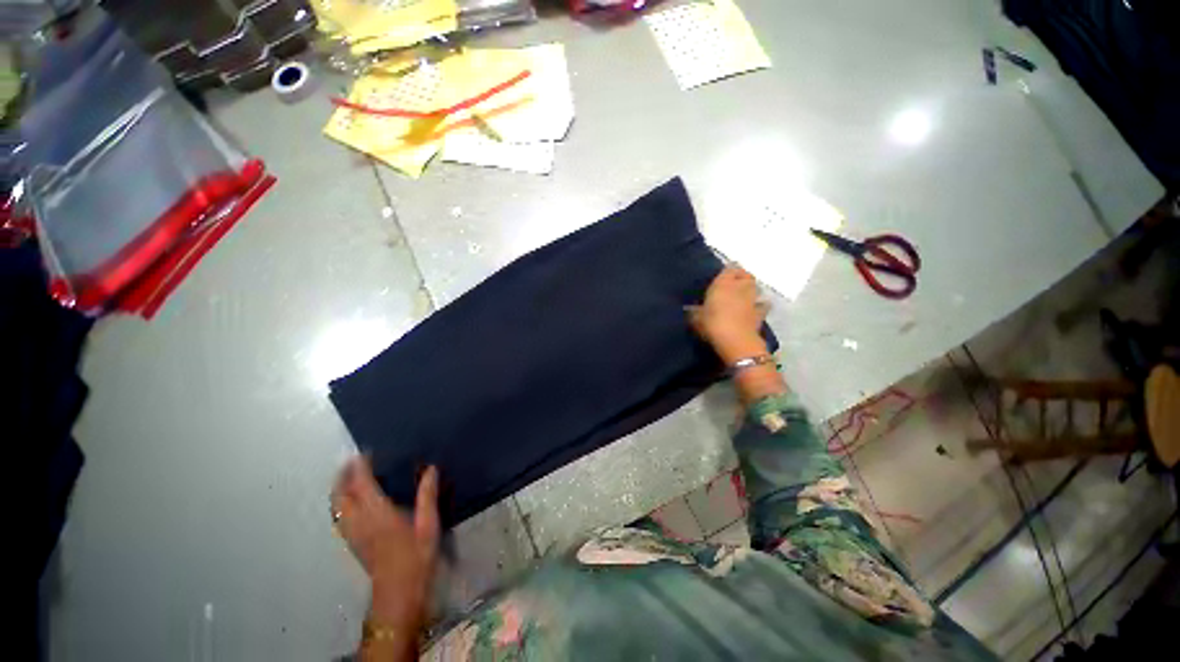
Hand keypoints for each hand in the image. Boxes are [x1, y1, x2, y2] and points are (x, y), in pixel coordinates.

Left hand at [331, 458, 439, 636]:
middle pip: (341, 495)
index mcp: (378, 514)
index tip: (363, 452)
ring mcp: (352, 534)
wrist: (398, 592)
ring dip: (340, 489)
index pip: (362, 485)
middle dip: (342, 476)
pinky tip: (353, 501)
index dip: (359, 467)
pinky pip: (340, 517)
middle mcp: (359, 522)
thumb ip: (427, 495)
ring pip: (337, 507)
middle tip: (352, 461)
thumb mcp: (428, 524)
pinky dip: (342, 503)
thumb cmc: (416, 556)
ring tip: (351, 476)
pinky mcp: (352, 543)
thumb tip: (431, 469)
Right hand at [689, 266, 768, 362]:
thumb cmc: (712, 323)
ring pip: (756, 288)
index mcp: (723, 283)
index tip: (721, 278)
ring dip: (750, 290)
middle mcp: (741, 286)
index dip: (727, 272)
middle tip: (732, 286)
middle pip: (746, 276)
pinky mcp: (761, 313)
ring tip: (742, 297)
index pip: (730, 268)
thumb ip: (695, 311)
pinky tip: (752, 310)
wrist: (735, 340)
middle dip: (741, 279)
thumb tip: (691, 309)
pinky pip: (762, 305)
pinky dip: (759, 305)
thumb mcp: (696, 318)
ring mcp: (753, 299)